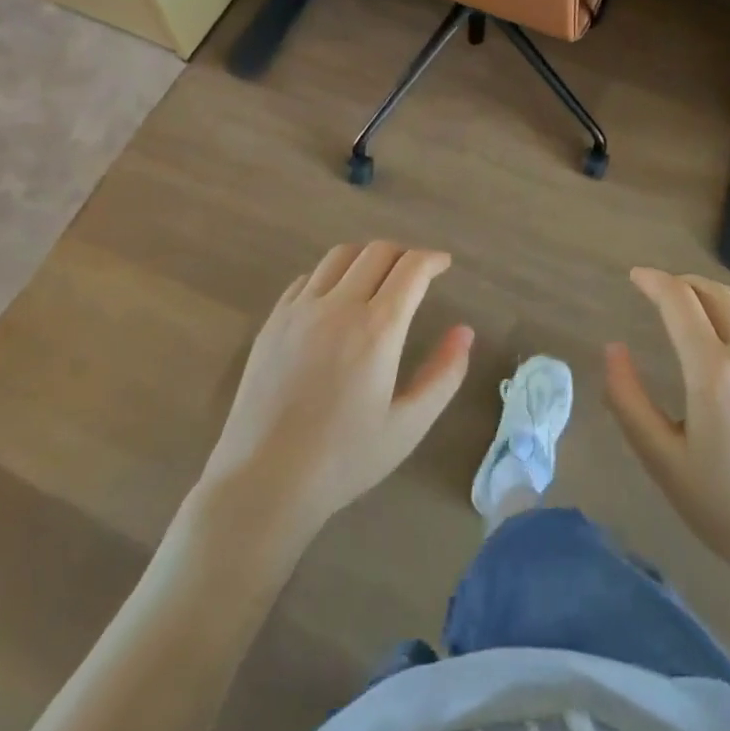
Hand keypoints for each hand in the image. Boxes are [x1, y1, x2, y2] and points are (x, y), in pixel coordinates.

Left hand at [198, 241, 472, 545]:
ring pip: (339, 256)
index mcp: (377, 328)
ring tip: (377, 279)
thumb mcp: (408, 425)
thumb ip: (443, 375)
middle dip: (403, 254)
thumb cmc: (344, 458)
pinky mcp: (273, 321)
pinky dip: (330, 276)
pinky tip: (334, 301)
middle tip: (415, 274)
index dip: (432, 260)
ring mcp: (300, 310)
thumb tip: (464, 332)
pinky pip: (307, 278)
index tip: (444, 264)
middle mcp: (338, 305)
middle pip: (377, 252)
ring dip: (366, 257)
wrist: (265, 479)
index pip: (411, 269)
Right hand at [605, 268, 729, 595]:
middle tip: (660, 290)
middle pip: (715, 293)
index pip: (680, 301)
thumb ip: (628, 399)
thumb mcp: (662, 459)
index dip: (654, 281)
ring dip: (717, 292)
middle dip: (683, 283)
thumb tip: (613, 348)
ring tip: (696, 301)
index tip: (636, 277)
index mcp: (714, 372)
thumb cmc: (726, 507)